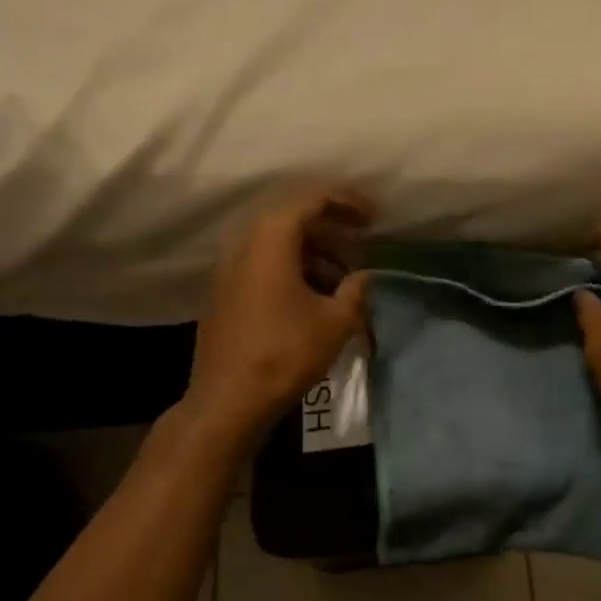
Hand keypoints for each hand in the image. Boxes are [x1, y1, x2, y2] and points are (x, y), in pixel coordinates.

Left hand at [186, 188, 372, 430]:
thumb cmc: (285, 354)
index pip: (312, 198)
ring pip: (280, 245)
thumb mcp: (335, 321)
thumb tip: (366, 276)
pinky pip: (265, 265)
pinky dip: (295, 270)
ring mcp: (231, 269)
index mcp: (272, 239)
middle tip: (363, 245)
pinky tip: (318, 298)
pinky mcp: (226, 293)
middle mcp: (246, 244)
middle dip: (333, 230)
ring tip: (346, 279)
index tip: (374, 218)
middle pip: (294, 219)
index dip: (348, 201)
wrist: (228, 401)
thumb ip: (356, 290)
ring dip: (316, 253)